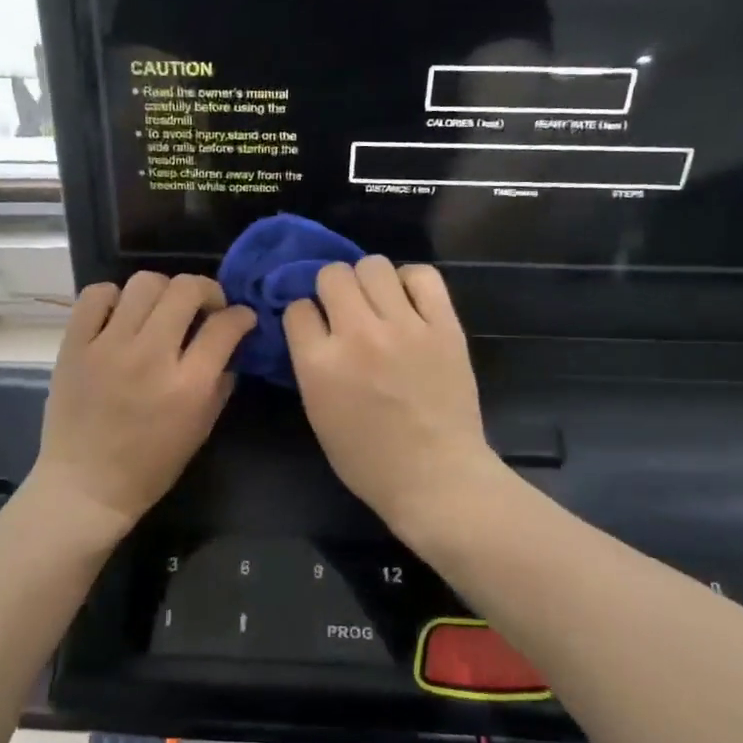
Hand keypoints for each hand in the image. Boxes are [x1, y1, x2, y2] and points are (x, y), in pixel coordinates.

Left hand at [32, 272, 254, 536]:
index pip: (225, 326)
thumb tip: (229, 346)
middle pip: (186, 289)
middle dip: (207, 290)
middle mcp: (150, 356)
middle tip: (205, 307)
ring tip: (161, 310)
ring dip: (163, 290)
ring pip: (144, 283)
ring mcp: (107, 346)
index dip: (241, 316)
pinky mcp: (74, 345)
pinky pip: (96, 295)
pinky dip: (113, 297)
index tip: (241, 318)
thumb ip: (220, 384)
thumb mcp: (200, 430)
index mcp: (187, 385)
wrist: (85, 486)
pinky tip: (121, 315)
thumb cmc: (149, 467)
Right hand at [284, 258, 501, 537]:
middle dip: (331, 289)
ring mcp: (404, 327)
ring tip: (378, 302)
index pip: (298, 308)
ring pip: (374, 265)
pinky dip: (410, 281)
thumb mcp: (318, 414)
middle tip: (345, 310)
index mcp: (320, 364)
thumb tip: (314, 329)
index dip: (304, 315)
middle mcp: (358, 335)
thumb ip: (311, 365)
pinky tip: (408, 301)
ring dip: (368, 280)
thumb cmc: (368, 460)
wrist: (436, 478)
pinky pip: (423, 276)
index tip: (315, 327)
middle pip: (333, 275)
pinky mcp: (444, 326)